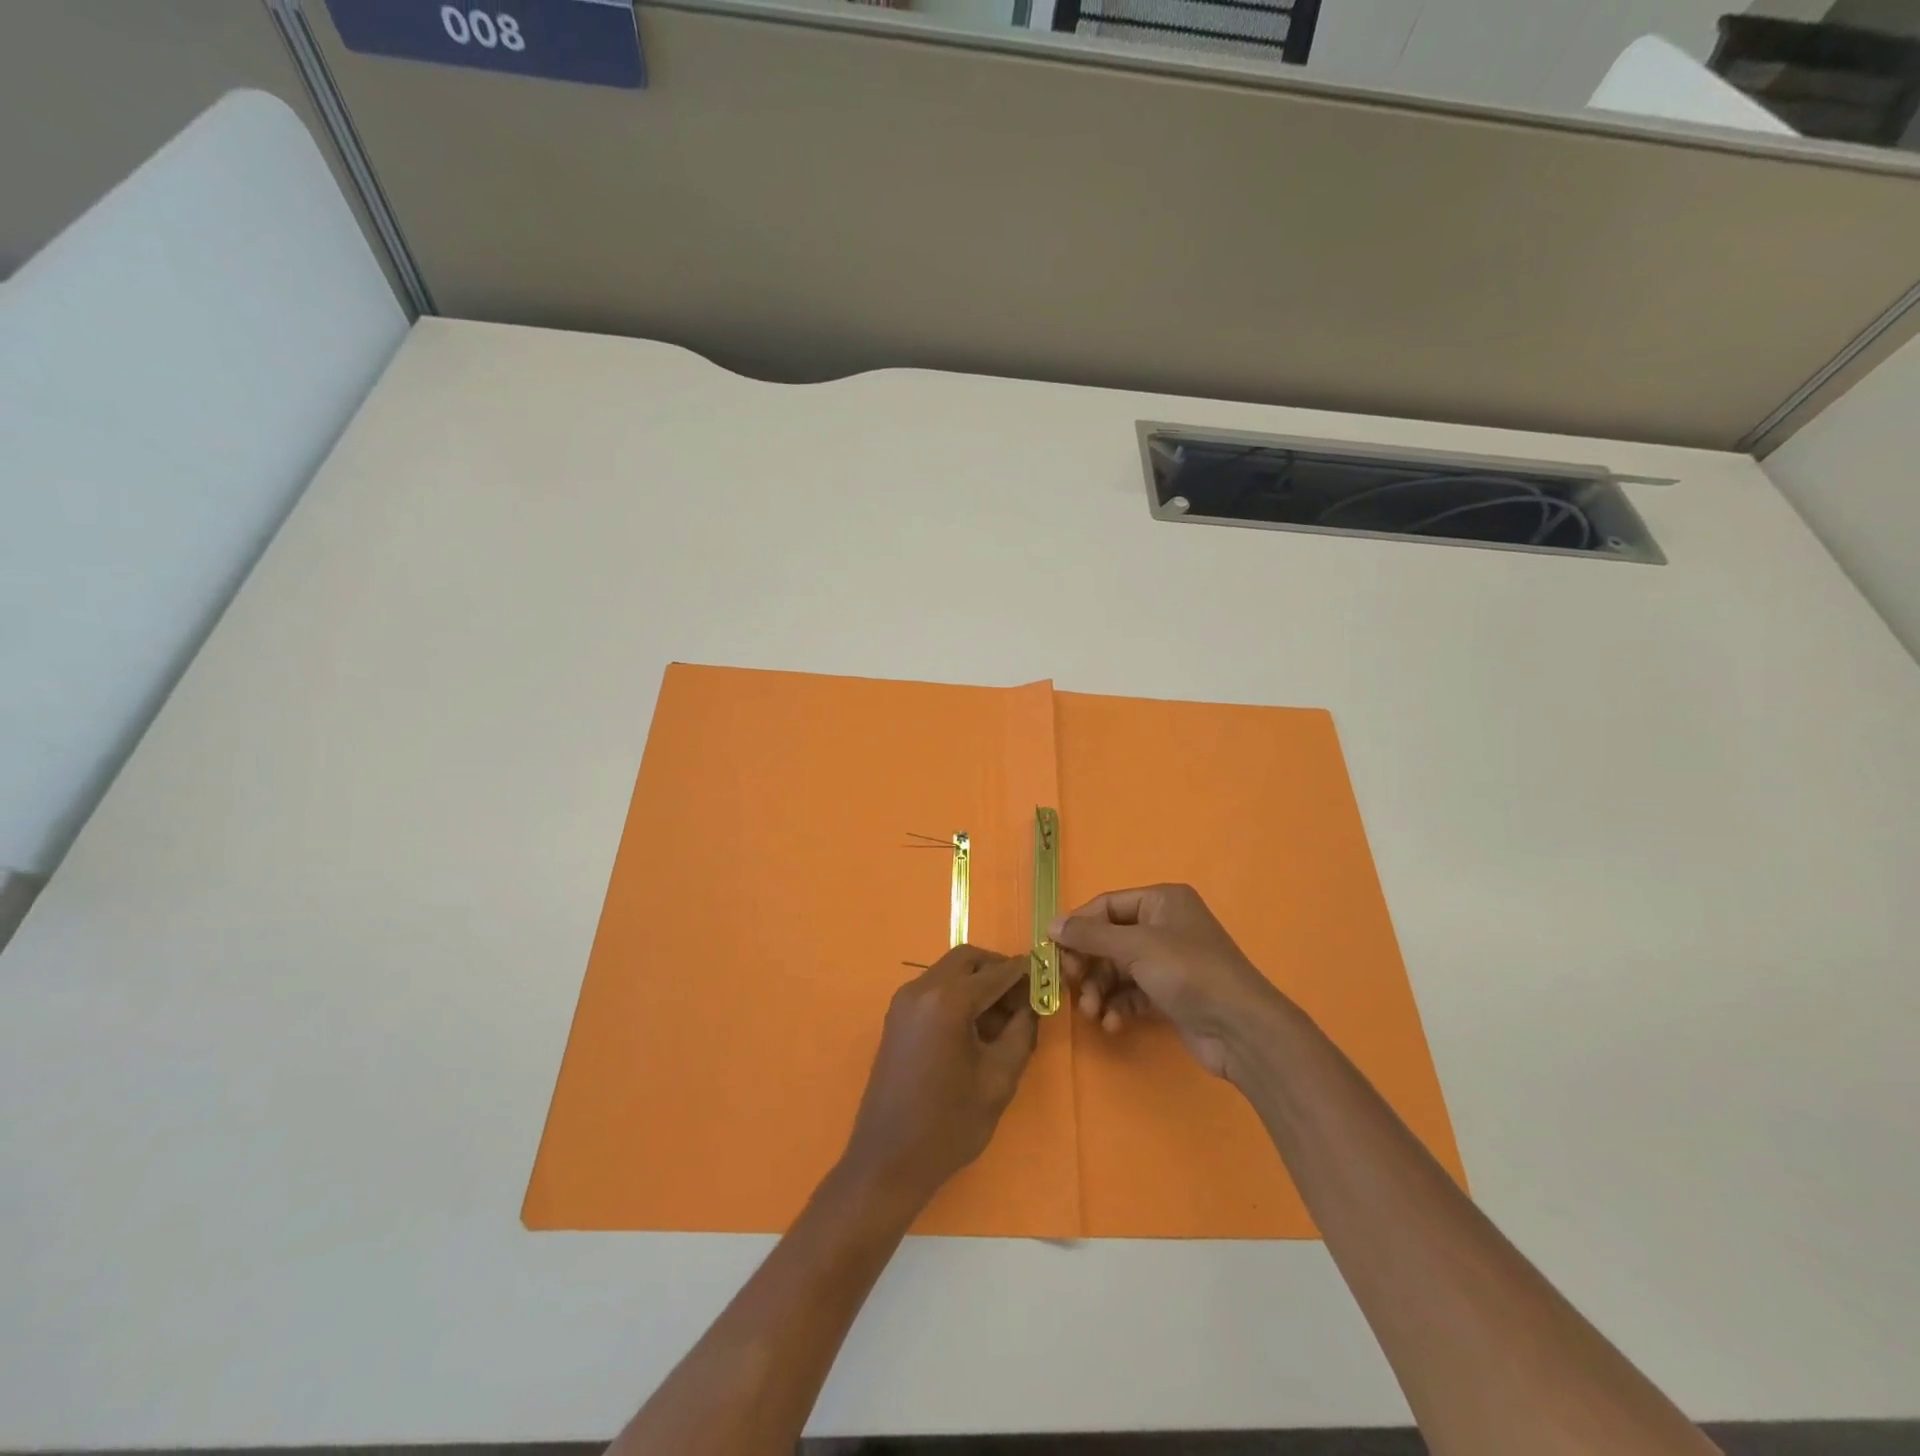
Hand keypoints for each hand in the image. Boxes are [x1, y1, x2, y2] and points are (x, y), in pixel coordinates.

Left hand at [840, 946, 1037, 1210]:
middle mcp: (921, 990)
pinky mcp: (897, 1018)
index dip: (1023, 972)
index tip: (1046, 973)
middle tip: (1024, 996)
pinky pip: (934, 990)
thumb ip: (1020, 1032)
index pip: (994, 973)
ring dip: (977, 983)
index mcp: (947, 1001)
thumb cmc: (949, 1124)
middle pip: (966, 960)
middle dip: (997, 970)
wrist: (888, 1160)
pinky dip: (958, 996)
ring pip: (949, 972)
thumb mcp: (998, 1079)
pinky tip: (977, 1027)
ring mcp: (904, 1002)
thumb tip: (1031, 1005)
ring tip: (1005, 1017)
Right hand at [1053, 884, 1287, 1079]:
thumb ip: (1090, 935)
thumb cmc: (1188, 973)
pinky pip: (1130, 993)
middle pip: (1108, 939)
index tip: (1053, 951)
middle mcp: (1163, 926)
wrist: (1241, 1029)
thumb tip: (1051, 925)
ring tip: (1092, 1012)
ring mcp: (1167, 961)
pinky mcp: (1168, 994)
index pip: (1106, 905)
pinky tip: (1112, 1024)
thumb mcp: (1136, 947)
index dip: (1078, 927)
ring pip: (1116, 969)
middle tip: (1070, 985)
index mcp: (1161, 901)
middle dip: (1088, 965)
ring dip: (1098, 990)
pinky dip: (1117, 1006)